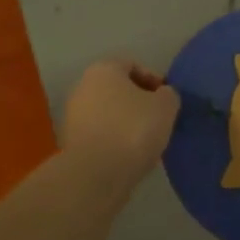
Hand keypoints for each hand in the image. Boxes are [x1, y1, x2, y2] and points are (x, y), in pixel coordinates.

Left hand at [60, 59, 180, 188]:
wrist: (96, 174)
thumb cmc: (133, 129)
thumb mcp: (165, 107)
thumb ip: (169, 95)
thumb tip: (163, 96)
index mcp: (103, 69)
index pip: (132, 65)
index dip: (154, 80)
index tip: (167, 100)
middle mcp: (83, 86)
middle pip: (118, 89)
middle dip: (139, 102)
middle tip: (158, 120)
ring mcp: (73, 115)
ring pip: (108, 113)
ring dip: (127, 123)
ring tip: (146, 141)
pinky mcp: (71, 142)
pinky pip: (100, 134)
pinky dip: (115, 140)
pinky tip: (129, 155)